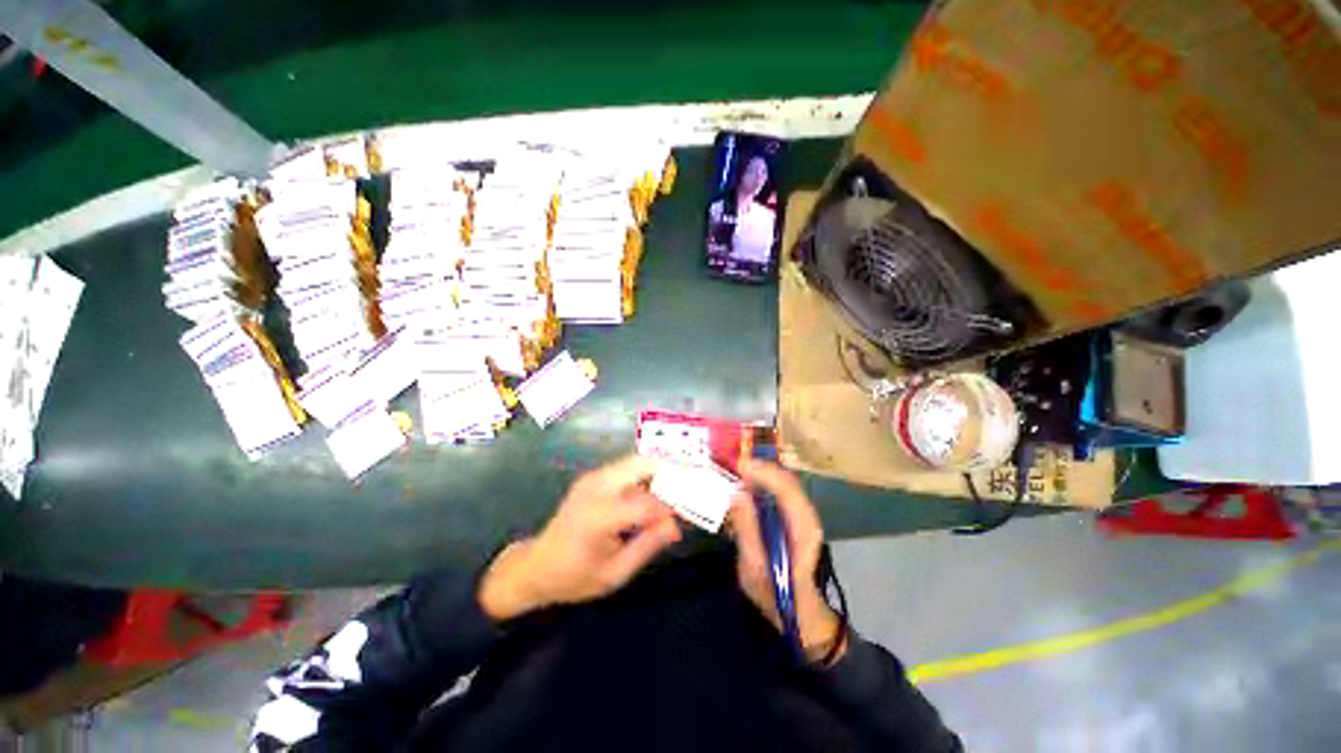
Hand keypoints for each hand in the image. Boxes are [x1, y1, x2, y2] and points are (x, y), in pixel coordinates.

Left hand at [479, 456, 680, 621]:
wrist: (536, 566)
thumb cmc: (575, 577)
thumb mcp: (615, 573)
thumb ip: (648, 546)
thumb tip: (677, 525)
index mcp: (600, 515)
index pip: (648, 502)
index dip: (674, 506)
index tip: (692, 512)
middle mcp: (597, 487)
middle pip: (643, 464)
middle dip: (671, 473)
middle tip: (690, 489)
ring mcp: (593, 477)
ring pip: (637, 461)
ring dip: (660, 472)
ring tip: (678, 490)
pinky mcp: (593, 477)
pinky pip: (627, 467)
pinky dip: (646, 475)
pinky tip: (656, 492)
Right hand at [727, 459, 845, 663]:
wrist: (796, 609)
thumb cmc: (774, 592)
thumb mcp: (754, 566)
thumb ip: (746, 529)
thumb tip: (735, 494)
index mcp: (802, 528)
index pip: (786, 488)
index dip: (762, 472)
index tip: (737, 466)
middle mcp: (806, 514)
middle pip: (785, 479)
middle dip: (759, 467)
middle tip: (730, 465)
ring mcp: (802, 513)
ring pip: (782, 480)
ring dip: (759, 472)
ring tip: (734, 471)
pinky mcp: (793, 515)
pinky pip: (778, 489)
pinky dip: (761, 481)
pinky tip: (744, 484)